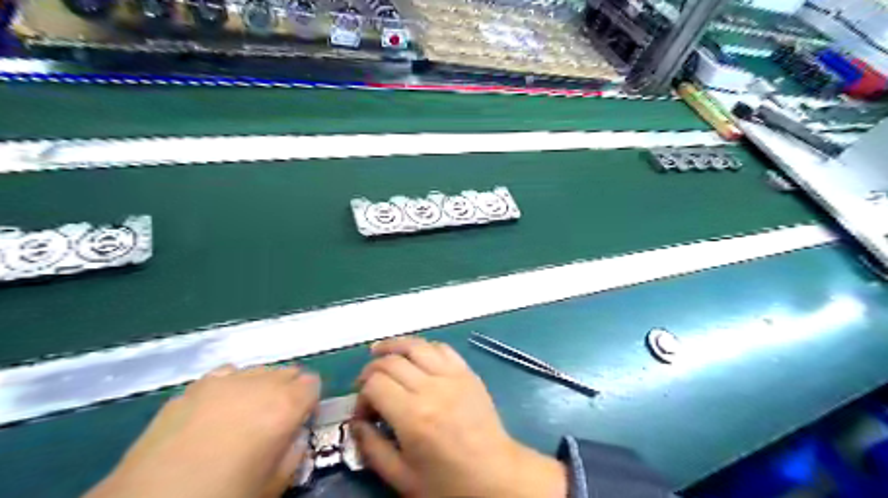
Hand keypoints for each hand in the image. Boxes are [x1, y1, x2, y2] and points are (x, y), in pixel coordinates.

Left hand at [85, 364, 321, 497]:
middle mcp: (259, 384)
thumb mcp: (274, 484)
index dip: (311, 401)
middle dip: (289, 390)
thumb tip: (295, 436)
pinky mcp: (193, 387)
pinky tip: (220, 407)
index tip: (302, 421)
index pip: (313, 383)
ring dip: (262, 386)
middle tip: (276, 420)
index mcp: (285, 405)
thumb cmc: (224, 495)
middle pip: (288, 372)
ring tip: (247, 414)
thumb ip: (295, 452)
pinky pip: (226, 374)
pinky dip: (232, 385)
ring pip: (259, 370)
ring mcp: (224, 381)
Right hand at [351, 337, 564, 495]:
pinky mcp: (467, 372)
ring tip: (380, 352)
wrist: (496, 475)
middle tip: (365, 385)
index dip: (361, 394)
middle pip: (391, 361)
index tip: (363, 412)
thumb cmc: (447, 483)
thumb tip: (356, 422)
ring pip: (416, 345)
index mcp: (413, 416)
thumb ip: (372, 448)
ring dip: (394, 346)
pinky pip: (441, 348)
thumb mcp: (402, 477)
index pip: (375, 383)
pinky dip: (423, 347)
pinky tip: (415, 356)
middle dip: (371, 369)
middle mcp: (432, 388)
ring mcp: (453, 376)